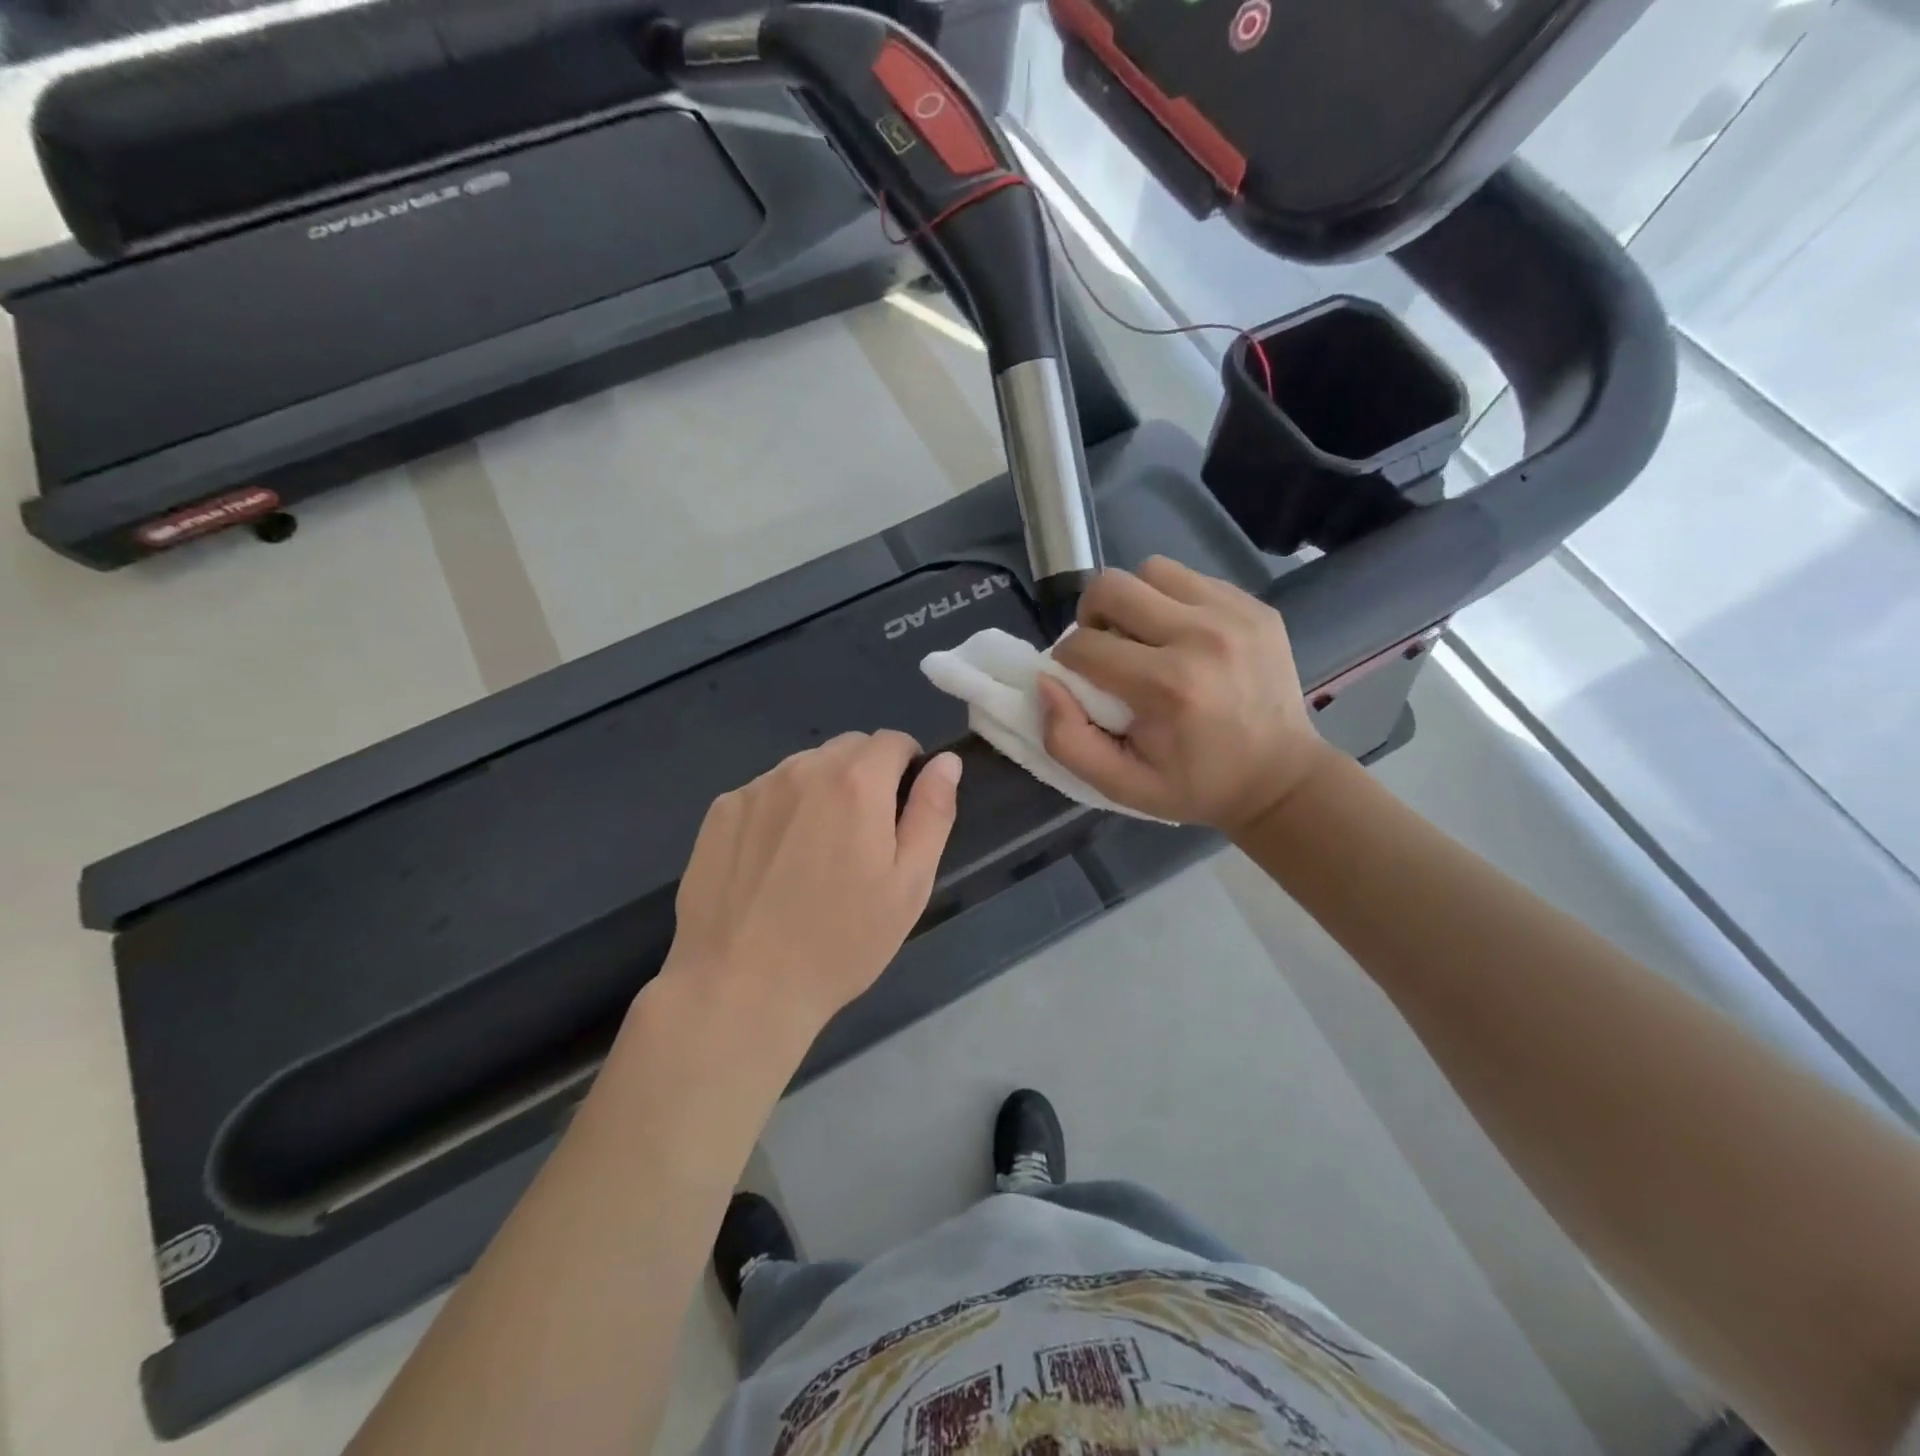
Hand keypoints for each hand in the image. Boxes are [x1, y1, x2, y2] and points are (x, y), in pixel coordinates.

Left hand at [663, 732, 961, 1035]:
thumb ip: (932, 812)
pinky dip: (780, 810)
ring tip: (814, 853)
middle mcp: (803, 769)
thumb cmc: (841, 941)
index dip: (907, 768)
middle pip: (848, 748)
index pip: (893, 741)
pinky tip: (773, 862)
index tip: (902, 811)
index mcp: (857, 783)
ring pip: (805, 767)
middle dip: (865, 776)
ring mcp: (755, 788)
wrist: (741, 986)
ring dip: (821, 790)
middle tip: (862, 838)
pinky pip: (765, 791)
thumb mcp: (910, 884)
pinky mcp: (720, 812)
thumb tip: (946, 762)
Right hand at [1042, 557, 1331, 832]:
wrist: (1280, 777)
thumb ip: (1068, 740)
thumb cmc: (1194, 785)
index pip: (1083, 645)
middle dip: (1092, 616)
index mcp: (1167, 686)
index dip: (1067, 661)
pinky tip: (1182, 638)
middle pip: (1112, 586)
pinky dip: (1172, 601)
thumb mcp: (1121, 786)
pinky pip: (1191, 579)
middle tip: (1105, 648)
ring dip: (1134, 601)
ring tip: (1144, 638)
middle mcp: (1201, 636)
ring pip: (1152, 570)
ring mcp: (1234, 614)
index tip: (1081, 682)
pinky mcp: (1255, 605)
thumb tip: (1046, 682)